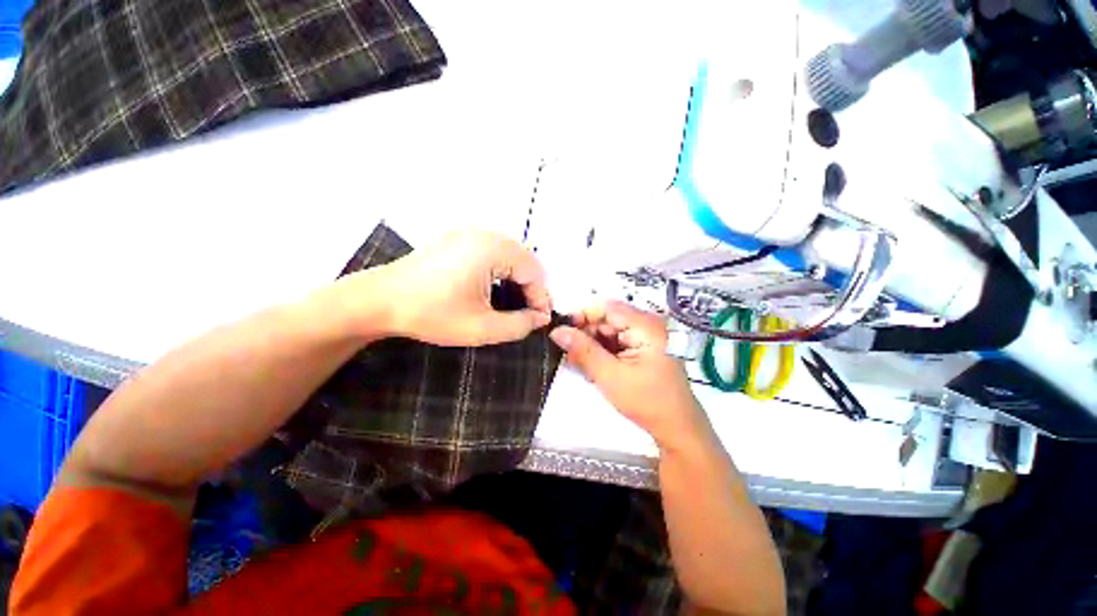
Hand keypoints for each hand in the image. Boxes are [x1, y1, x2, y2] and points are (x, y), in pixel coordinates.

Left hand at [363, 231, 551, 345]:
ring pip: (510, 255)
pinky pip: (493, 251)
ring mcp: (469, 232)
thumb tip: (540, 318)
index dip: (541, 298)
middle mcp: (485, 233)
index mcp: (493, 249)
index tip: (539, 321)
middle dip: (531, 288)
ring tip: (513, 304)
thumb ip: (520, 325)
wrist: (379, 300)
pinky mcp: (458, 237)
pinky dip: (501, 270)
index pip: (535, 272)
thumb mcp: (482, 328)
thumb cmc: (432, 314)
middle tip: (527, 314)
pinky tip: (493, 288)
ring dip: (517, 279)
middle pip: (525, 260)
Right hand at [549, 301, 709, 449]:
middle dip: (586, 333)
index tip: (561, 331)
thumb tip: (557, 331)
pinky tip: (593, 366)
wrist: (677, 428)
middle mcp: (647, 325)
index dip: (582, 315)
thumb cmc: (646, 402)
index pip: (607, 308)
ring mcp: (646, 336)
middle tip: (567, 352)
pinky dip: (603, 352)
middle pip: (608, 319)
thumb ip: (583, 350)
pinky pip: (617, 342)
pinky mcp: (644, 348)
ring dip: (592, 344)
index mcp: (645, 326)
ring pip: (610, 331)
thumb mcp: (610, 376)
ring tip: (578, 363)